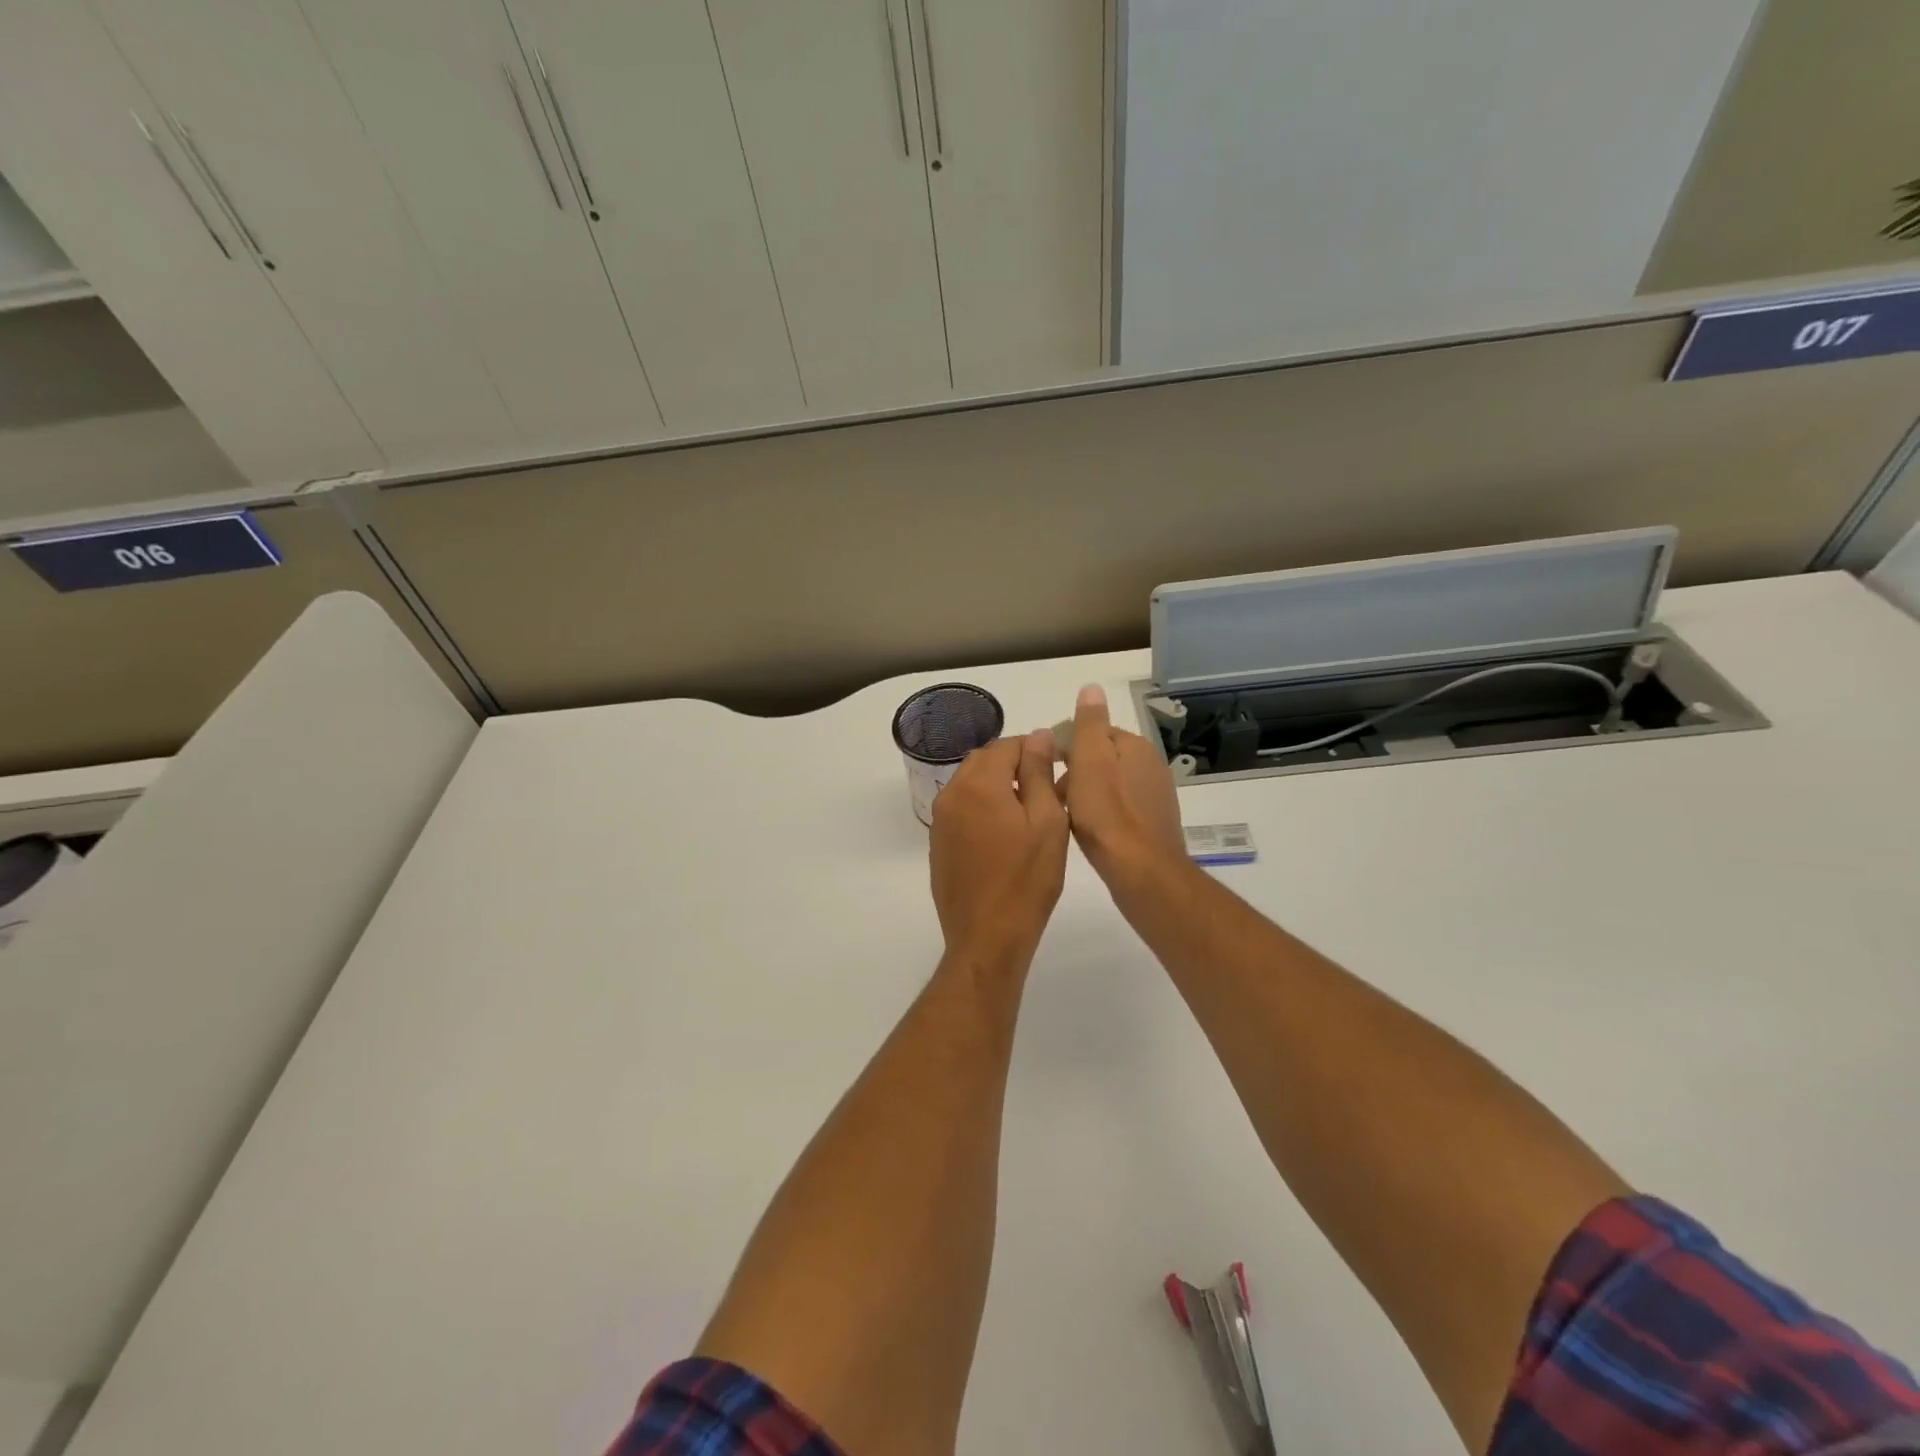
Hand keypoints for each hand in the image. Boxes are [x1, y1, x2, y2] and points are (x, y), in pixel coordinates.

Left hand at [929, 730, 1069, 966]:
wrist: (987, 937)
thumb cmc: (1026, 879)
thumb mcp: (1046, 821)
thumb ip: (1039, 772)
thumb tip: (1038, 735)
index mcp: (978, 783)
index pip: (1007, 745)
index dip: (1036, 748)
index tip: (1058, 765)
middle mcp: (951, 793)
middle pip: (985, 761)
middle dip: (1015, 765)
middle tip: (1047, 788)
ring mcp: (940, 820)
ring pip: (971, 784)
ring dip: (998, 786)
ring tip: (1029, 811)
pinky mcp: (939, 843)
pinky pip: (962, 809)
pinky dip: (983, 808)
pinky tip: (1005, 834)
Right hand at [1060, 685, 1187, 902]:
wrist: (1142, 872)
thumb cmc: (1108, 815)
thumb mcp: (1090, 761)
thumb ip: (1089, 724)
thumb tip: (1092, 687)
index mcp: (1135, 747)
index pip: (1094, 732)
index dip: (1067, 747)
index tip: (1046, 768)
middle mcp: (1150, 766)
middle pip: (1101, 759)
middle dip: (1075, 772)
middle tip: (1052, 795)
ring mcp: (1154, 797)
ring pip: (1108, 785)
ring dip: (1085, 795)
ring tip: (1065, 816)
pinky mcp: (1152, 824)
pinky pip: (1118, 809)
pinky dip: (1100, 814)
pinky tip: (1088, 832)